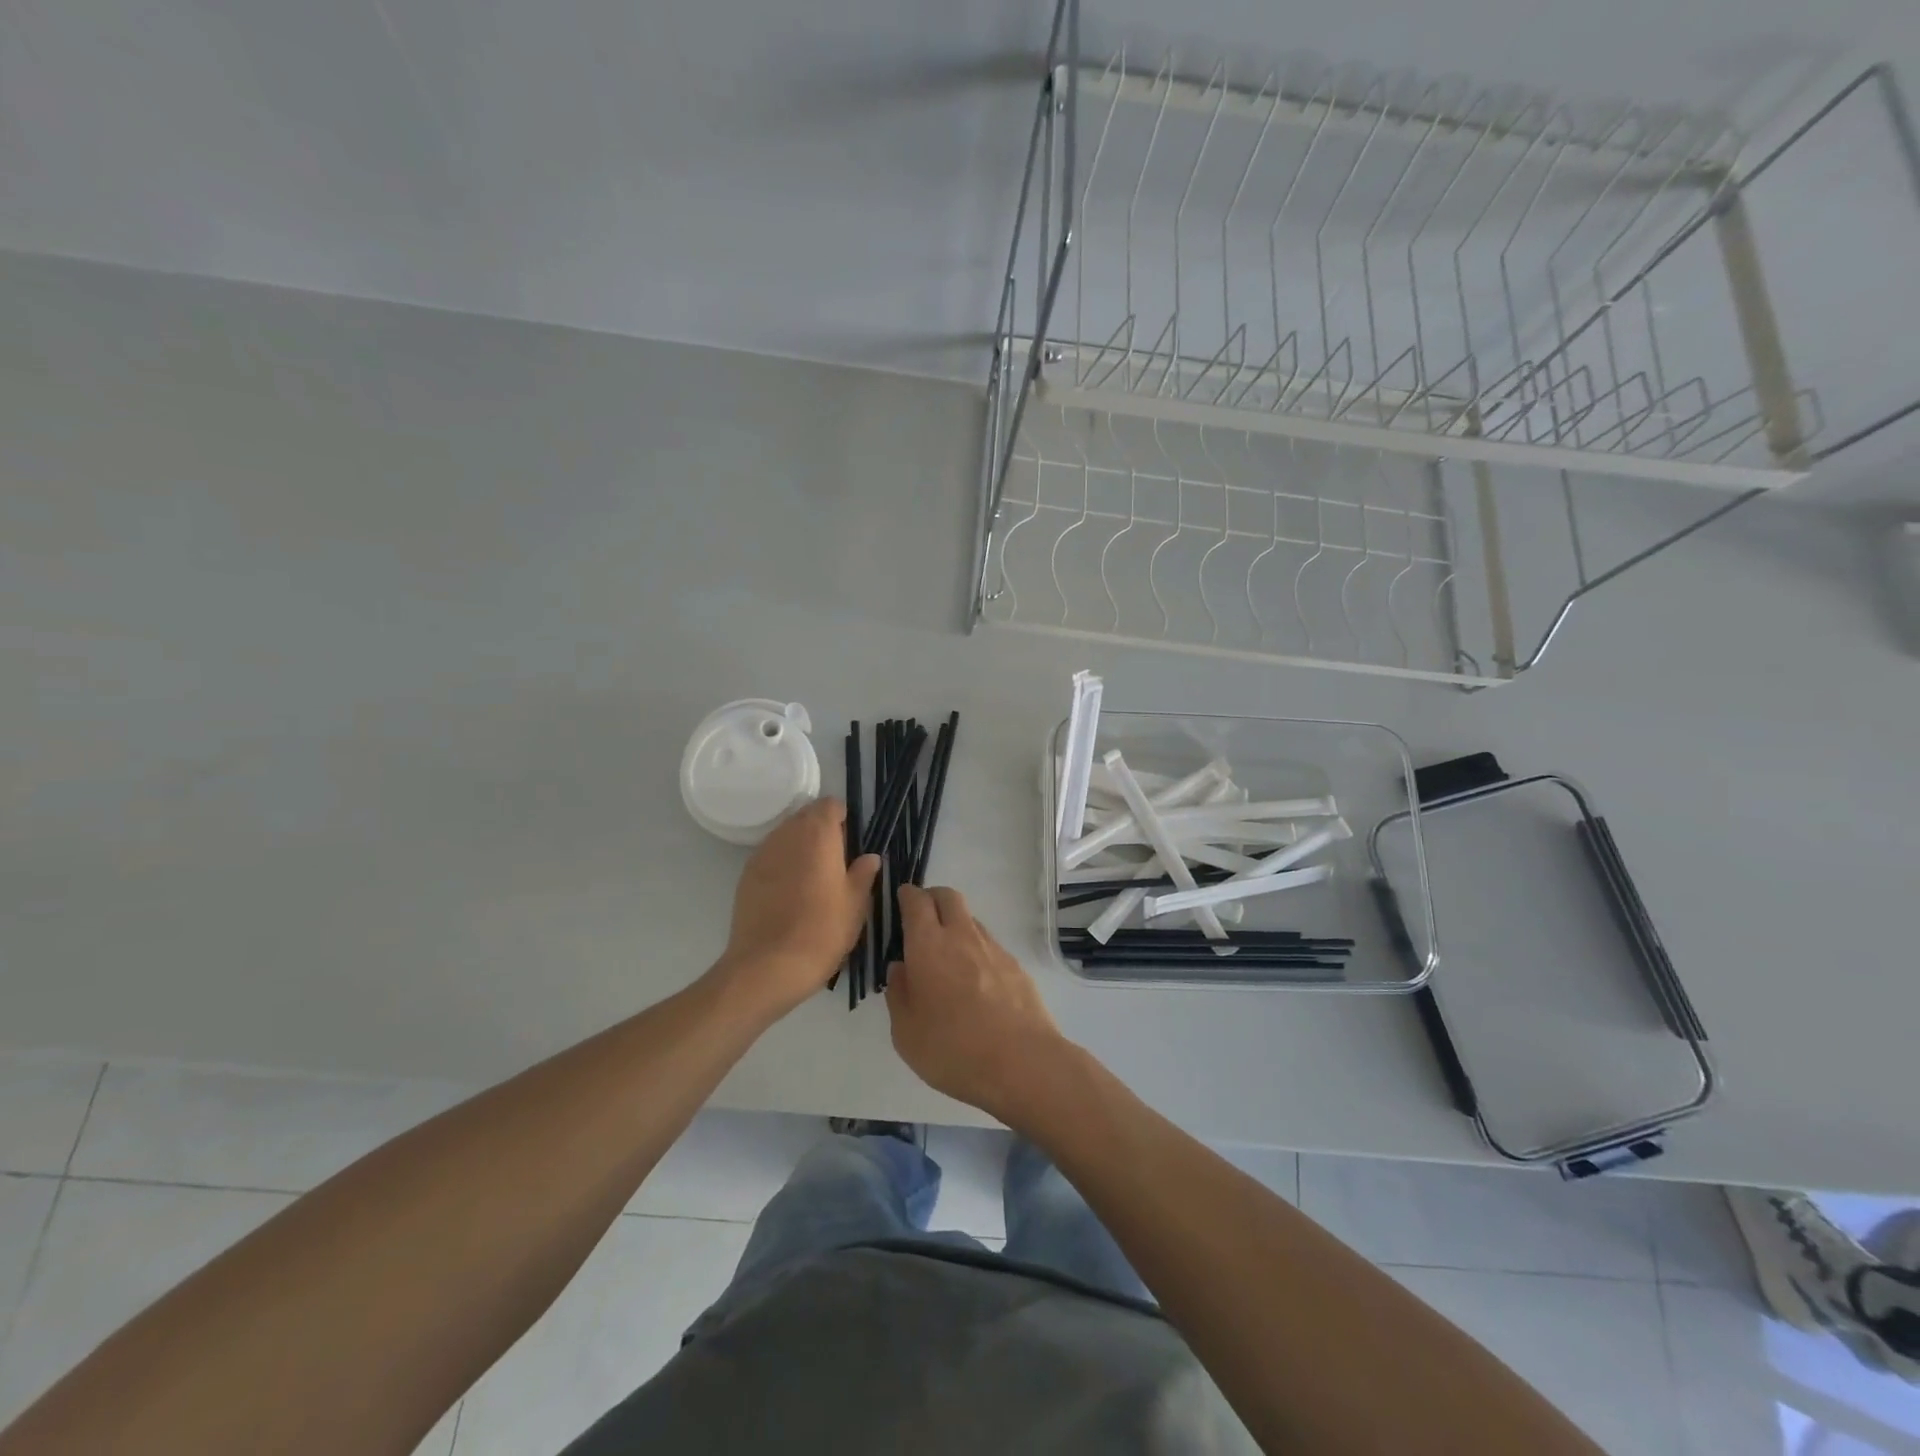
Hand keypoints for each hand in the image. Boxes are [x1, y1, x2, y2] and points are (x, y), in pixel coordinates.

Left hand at [715, 799, 880, 1019]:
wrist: (767, 967)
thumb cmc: (822, 931)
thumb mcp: (856, 904)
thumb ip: (864, 874)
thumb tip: (869, 857)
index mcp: (818, 834)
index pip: (830, 805)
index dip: (843, 820)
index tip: (851, 845)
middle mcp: (787, 834)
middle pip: (806, 817)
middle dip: (821, 833)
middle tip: (836, 865)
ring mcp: (762, 854)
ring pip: (786, 837)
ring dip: (801, 848)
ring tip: (813, 881)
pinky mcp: (746, 875)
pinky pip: (770, 857)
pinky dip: (782, 866)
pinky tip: (790, 895)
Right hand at [885, 884, 1070, 1121]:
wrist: (1021, 1062)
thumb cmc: (952, 1049)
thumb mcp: (906, 1032)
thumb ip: (898, 993)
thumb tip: (900, 968)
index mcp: (928, 945)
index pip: (917, 902)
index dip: (907, 895)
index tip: (901, 899)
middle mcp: (962, 936)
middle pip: (948, 897)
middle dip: (932, 898)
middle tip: (921, 918)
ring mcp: (993, 948)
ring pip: (970, 919)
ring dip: (955, 924)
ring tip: (947, 954)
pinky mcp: (1015, 966)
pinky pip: (989, 945)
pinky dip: (976, 949)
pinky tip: (974, 980)